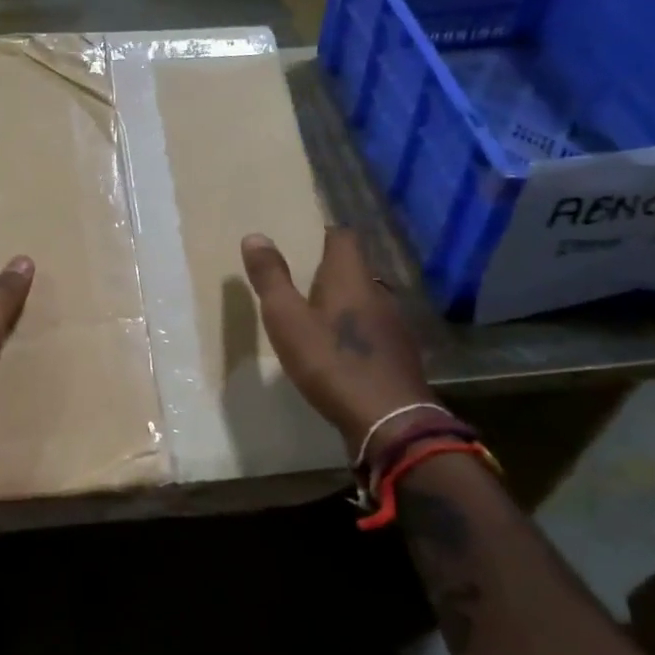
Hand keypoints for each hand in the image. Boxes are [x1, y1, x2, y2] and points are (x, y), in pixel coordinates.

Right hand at [241, 227, 433, 449]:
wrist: (388, 420)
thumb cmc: (331, 362)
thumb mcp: (287, 320)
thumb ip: (271, 279)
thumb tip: (255, 236)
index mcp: (351, 278)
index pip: (343, 237)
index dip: (322, 235)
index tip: (299, 243)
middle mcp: (378, 293)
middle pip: (354, 269)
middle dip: (328, 272)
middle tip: (298, 283)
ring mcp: (394, 325)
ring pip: (365, 301)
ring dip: (343, 304)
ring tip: (314, 318)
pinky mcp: (399, 354)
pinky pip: (373, 330)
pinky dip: (355, 331)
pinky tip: (338, 351)